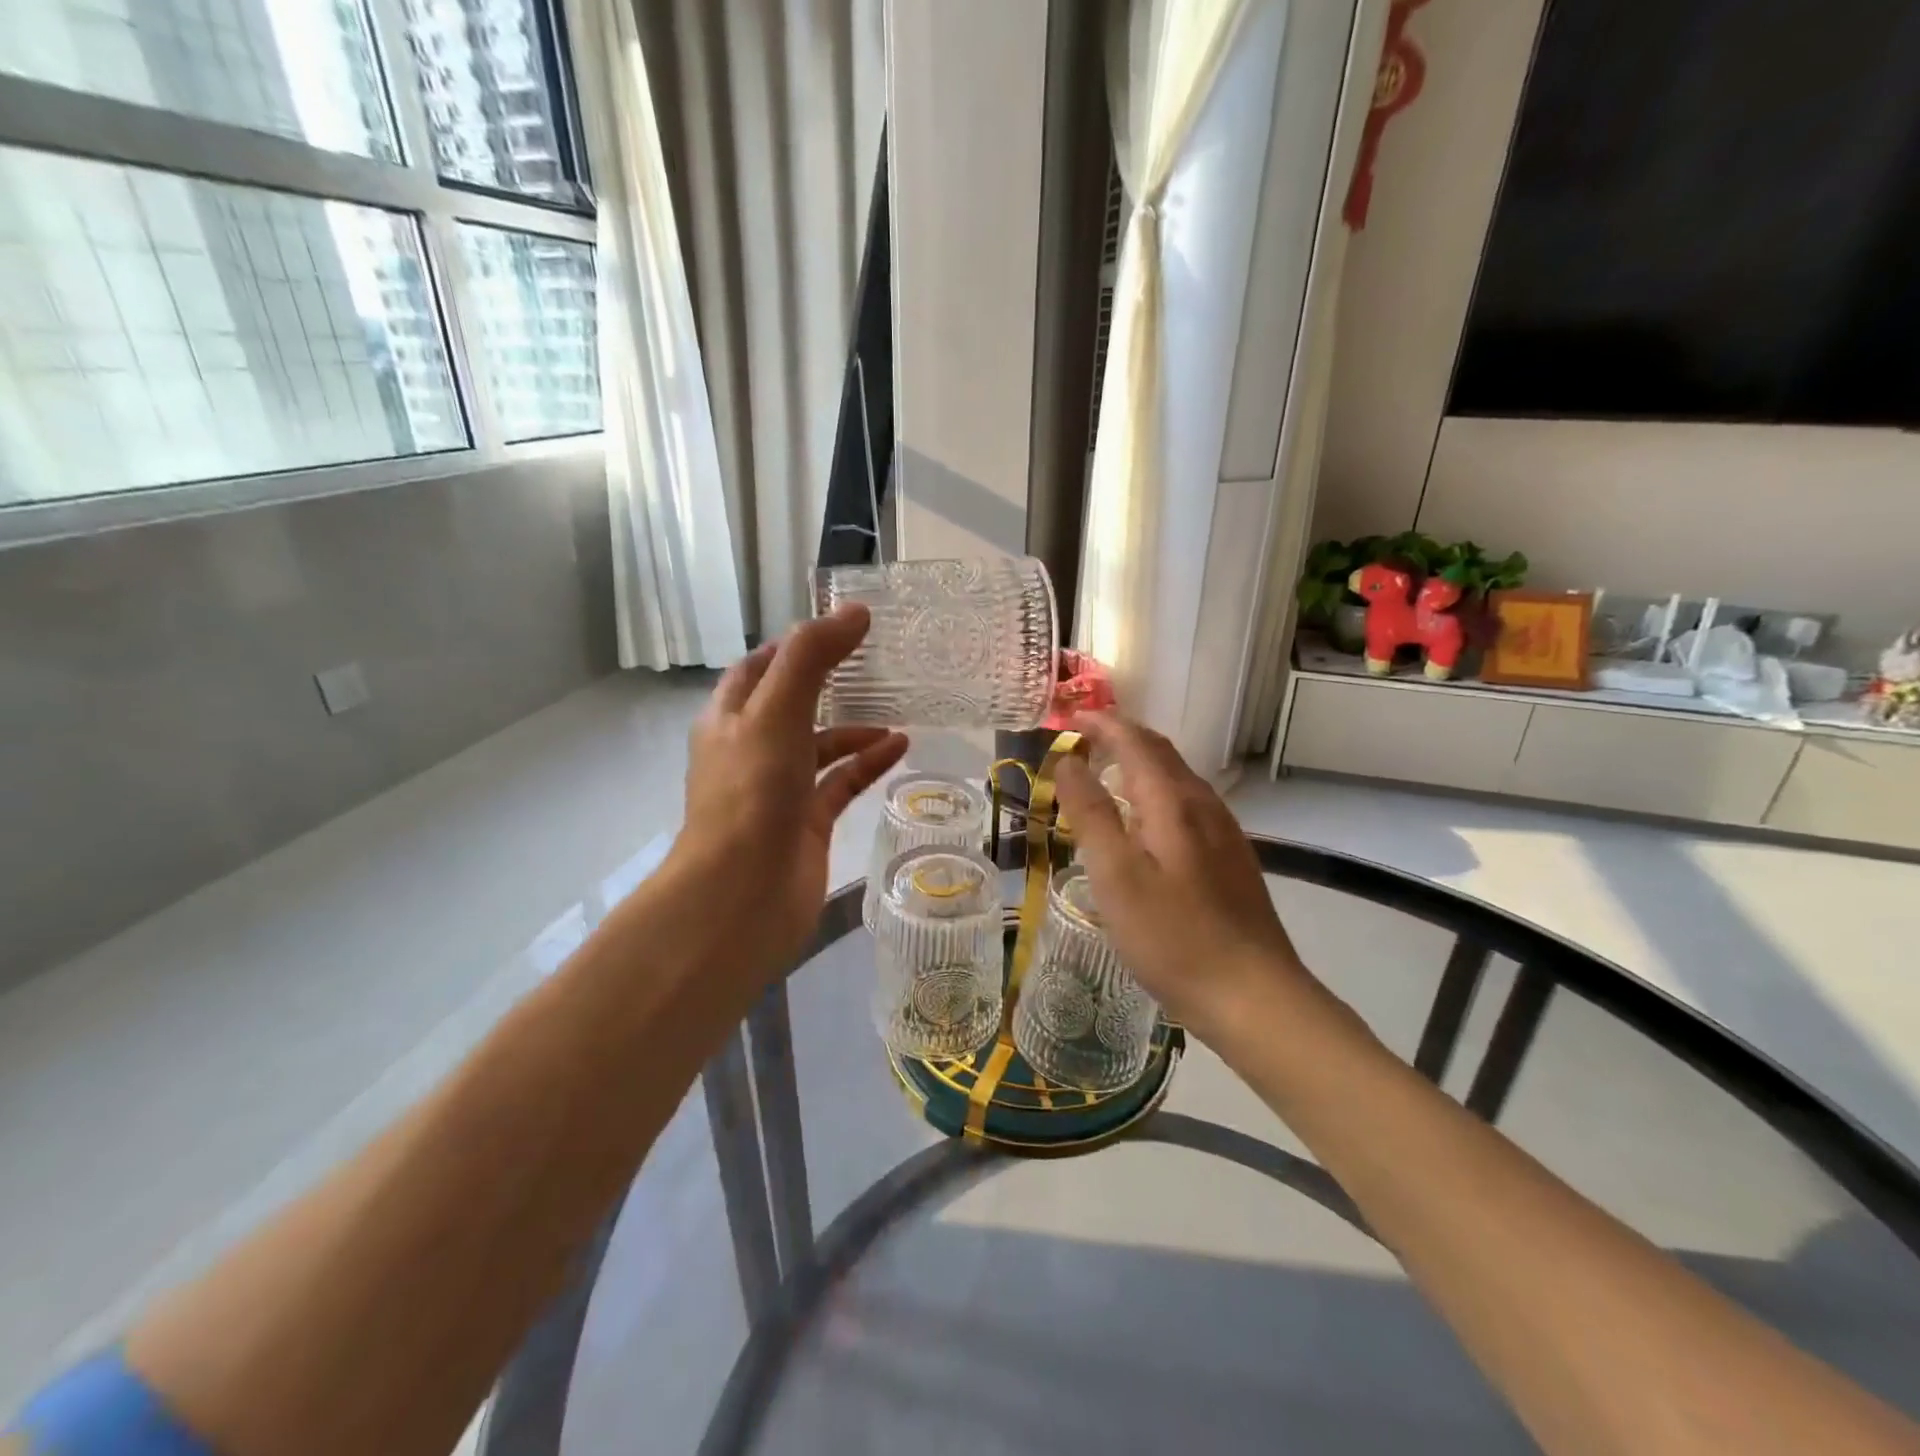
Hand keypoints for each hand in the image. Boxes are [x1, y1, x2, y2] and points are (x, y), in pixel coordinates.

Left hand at [671, 605, 907, 985]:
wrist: (742, 895)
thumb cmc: (751, 792)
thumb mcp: (776, 711)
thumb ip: (812, 657)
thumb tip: (855, 612)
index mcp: (730, 719)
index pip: (758, 669)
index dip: (792, 646)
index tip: (836, 629)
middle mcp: (751, 751)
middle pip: (791, 706)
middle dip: (828, 684)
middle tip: (874, 662)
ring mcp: (780, 790)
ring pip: (820, 747)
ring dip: (853, 727)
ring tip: (898, 708)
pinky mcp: (808, 823)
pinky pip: (842, 783)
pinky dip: (868, 763)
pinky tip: (901, 747)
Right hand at [1052, 713, 1304, 1036]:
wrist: (1253, 994)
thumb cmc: (1173, 936)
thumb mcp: (1116, 875)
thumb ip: (1090, 814)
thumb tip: (1068, 762)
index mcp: (1173, 802)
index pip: (1136, 741)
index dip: (1103, 724)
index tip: (1070, 718)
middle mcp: (1203, 806)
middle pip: (1161, 754)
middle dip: (1122, 737)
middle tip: (1085, 738)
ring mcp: (1224, 833)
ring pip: (1177, 780)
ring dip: (1140, 764)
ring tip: (1108, 772)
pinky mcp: (1231, 859)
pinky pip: (1187, 806)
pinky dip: (1157, 794)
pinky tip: (1146, 823)